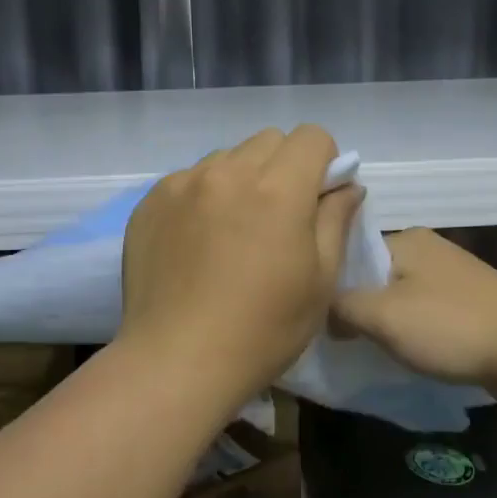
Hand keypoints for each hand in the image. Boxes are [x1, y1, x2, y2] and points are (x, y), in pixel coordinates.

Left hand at [121, 126, 364, 406]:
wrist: (176, 361)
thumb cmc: (263, 330)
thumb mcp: (319, 281)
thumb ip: (335, 221)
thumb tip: (346, 187)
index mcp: (277, 189)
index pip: (311, 136)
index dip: (324, 162)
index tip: (318, 198)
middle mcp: (227, 172)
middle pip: (269, 141)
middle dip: (284, 166)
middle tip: (278, 216)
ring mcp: (182, 184)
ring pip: (226, 158)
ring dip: (241, 179)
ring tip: (233, 230)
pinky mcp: (150, 202)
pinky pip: (189, 179)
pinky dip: (203, 196)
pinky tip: (197, 242)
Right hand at [332, 228, 496, 393]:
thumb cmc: (451, 326)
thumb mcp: (382, 315)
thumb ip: (341, 307)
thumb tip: (323, 313)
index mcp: (406, 239)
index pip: (351, 253)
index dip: (329, 284)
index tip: (315, 317)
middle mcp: (429, 250)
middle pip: (374, 276)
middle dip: (356, 308)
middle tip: (337, 340)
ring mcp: (452, 278)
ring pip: (399, 298)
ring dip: (384, 324)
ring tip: (366, 351)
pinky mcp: (470, 306)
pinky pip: (425, 316)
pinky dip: (411, 334)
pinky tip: (404, 355)